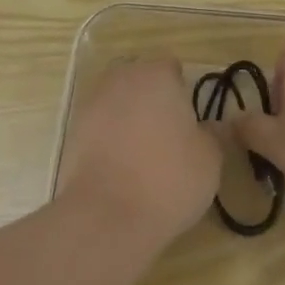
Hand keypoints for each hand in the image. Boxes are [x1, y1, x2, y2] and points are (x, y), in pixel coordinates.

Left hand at [57, 58, 220, 251]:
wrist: (106, 216)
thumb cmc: (168, 178)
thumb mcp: (210, 158)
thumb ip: (212, 134)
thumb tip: (210, 126)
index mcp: (156, 75)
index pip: (171, 68)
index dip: (182, 91)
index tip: (189, 121)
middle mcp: (120, 79)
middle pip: (140, 80)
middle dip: (152, 99)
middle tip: (168, 135)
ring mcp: (91, 104)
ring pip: (117, 102)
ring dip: (129, 118)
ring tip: (143, 154)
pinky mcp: (72, 133)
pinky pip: (99, 126)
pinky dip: (109, 139)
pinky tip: (121, 168)